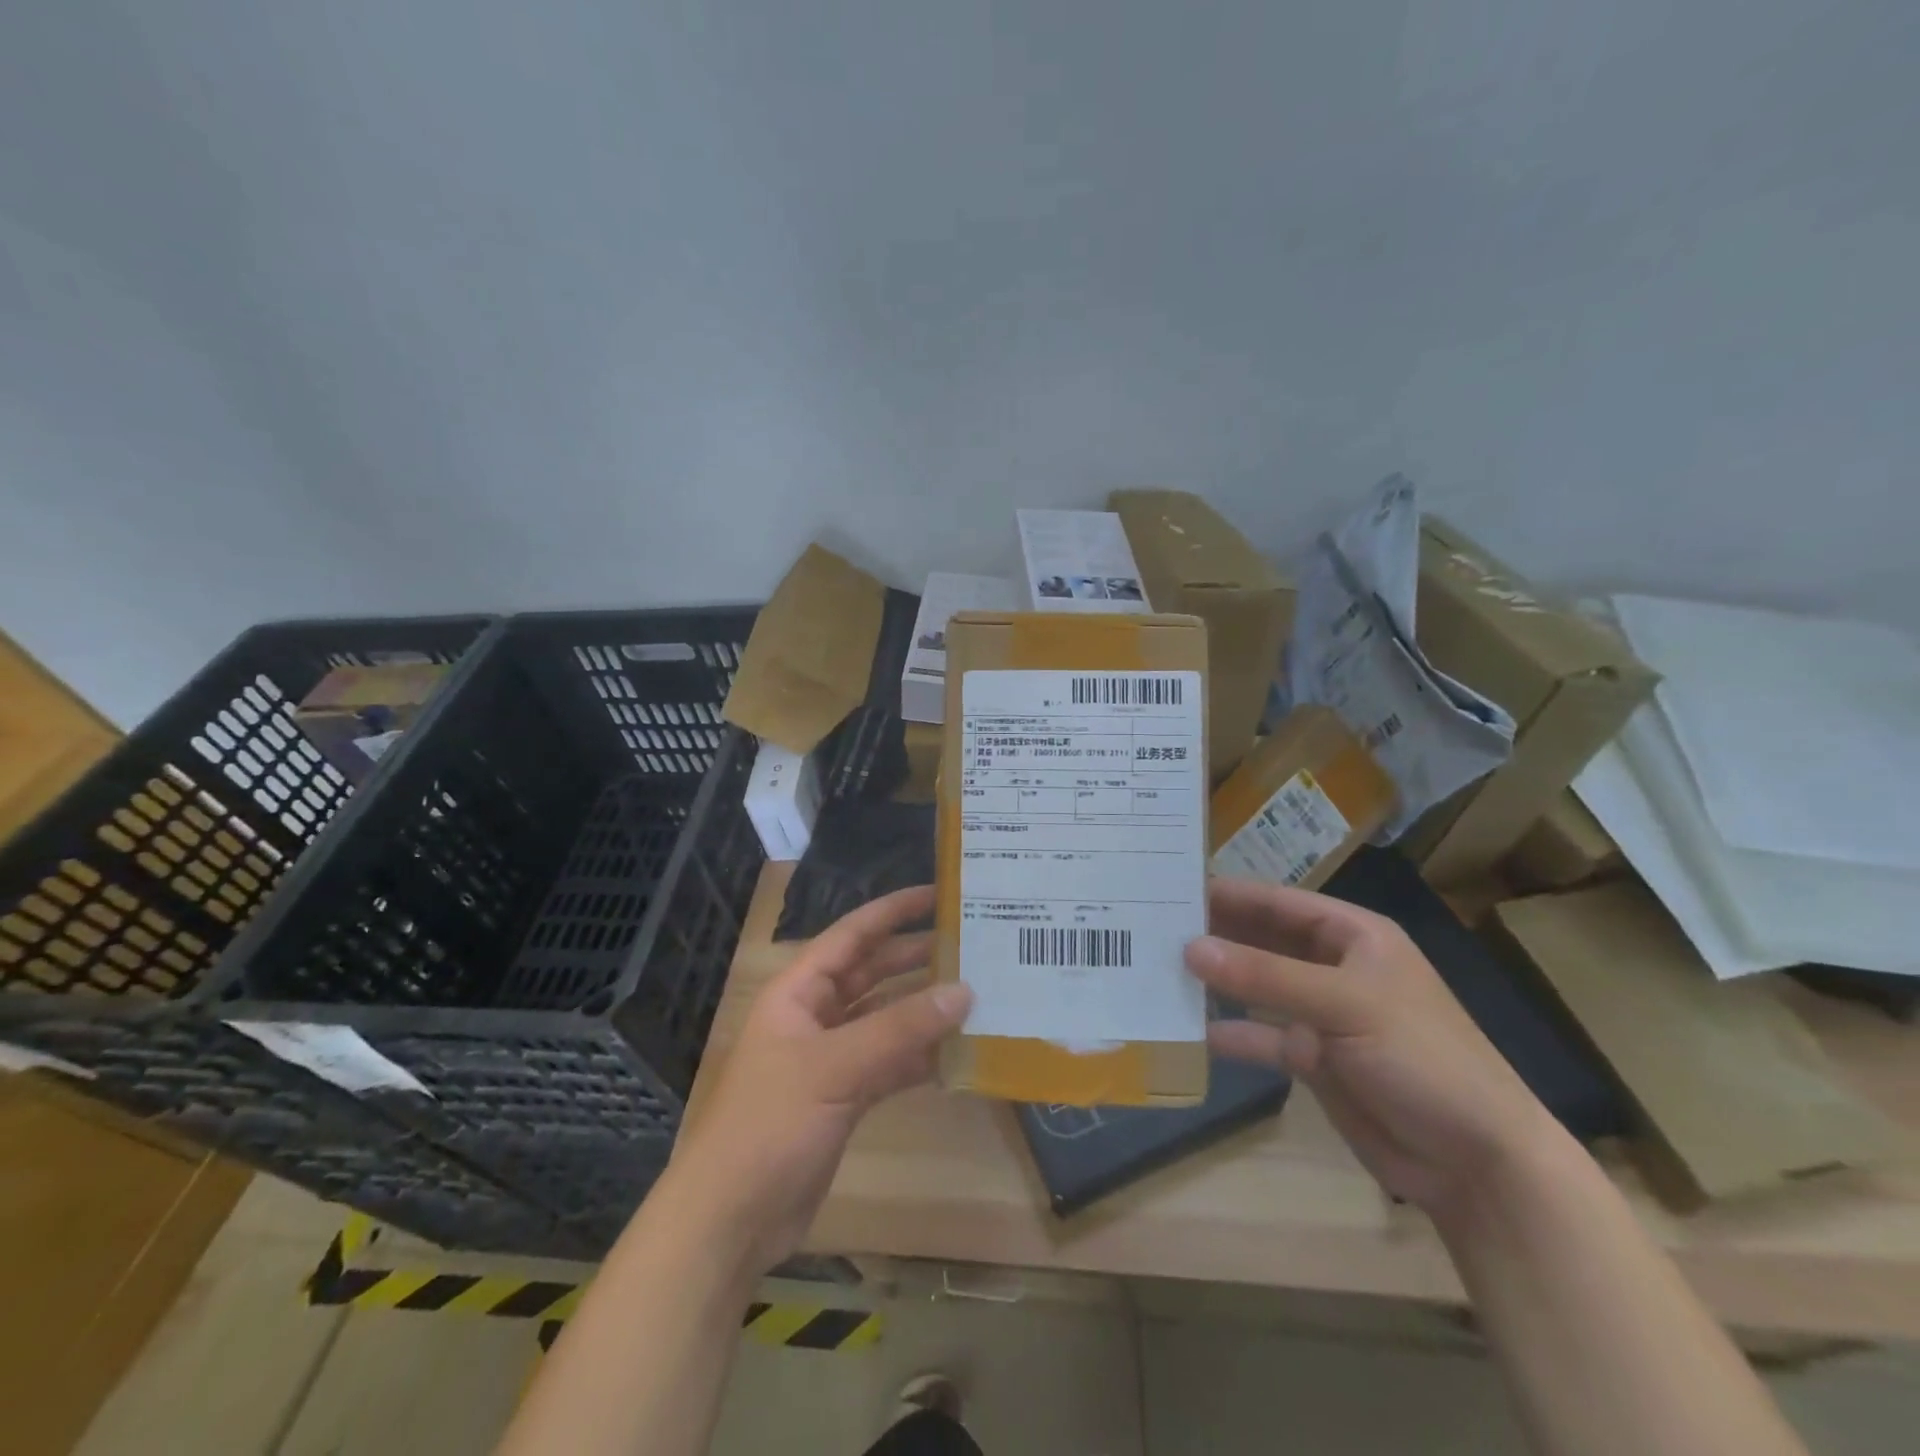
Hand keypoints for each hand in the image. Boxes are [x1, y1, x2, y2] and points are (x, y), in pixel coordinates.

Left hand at [665, 886, 970, 1272]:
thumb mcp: (835, 1068)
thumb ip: (900, 1028)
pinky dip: (918, 1057)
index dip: (892, 911)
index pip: (851, 935)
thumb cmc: (770, 1124)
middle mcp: (814, 1016)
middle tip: (969, 944)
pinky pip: (888, 1062)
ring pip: (884, 1019)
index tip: (937, 894)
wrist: (731, 1220)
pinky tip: (956, 1054)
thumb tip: (963, 991)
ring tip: (975, 993)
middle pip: (871, 973)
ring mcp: (829, 1058)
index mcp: (798, 992)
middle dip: (914, 957)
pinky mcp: (843, 1097)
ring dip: (922, 1009)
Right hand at [1186, 877, 1559, 1226]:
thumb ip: (1265, 976)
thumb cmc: (1422, 1058)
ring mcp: (1323, 1013)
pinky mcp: (1314, 1058)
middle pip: (1263, 940)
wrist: (1477, 1163)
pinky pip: (1262, 1037)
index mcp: (1353, 935)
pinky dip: (1231, 1035)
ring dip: (1217, 982)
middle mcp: (1333, 966)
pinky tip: (1191, 1032)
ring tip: (1159, 971)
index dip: (1229, 892)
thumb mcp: (1345, 1005)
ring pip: (1257, 987)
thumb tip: (1190, 948)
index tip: (1171, 887)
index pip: (1279, 902)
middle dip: (1215, 935)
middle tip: (1152, 927)